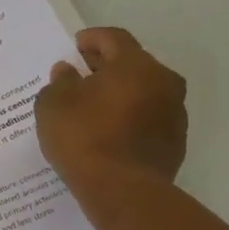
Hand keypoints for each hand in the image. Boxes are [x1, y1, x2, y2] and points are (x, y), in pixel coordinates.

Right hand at [35, 28, 187, 197]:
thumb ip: (59, 82)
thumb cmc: (84, 138)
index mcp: (135, 64)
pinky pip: (148, 120)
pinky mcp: (175, 143)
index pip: (113, 38)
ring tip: (93, 109)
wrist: (123, 191)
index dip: (92, 39)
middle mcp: (163, 82)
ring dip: (120, 95)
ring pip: (143, 93)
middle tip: (81, 77)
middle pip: (132, 64)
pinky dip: (129, 119)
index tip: (75, 46)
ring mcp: (174, 114)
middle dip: (106, 68)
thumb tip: (67, 72)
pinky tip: (108, 134)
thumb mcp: (53, 105)